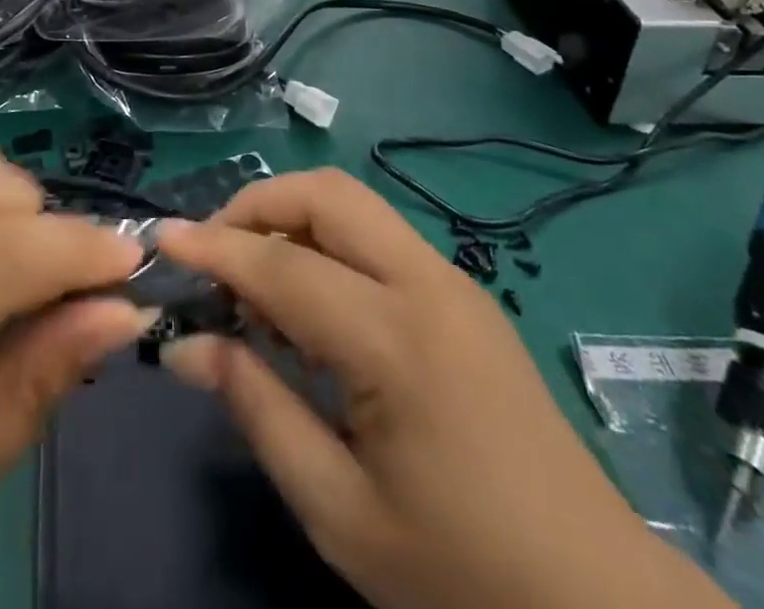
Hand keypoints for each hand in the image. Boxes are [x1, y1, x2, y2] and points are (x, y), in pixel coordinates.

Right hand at [158, 171, 730, 608]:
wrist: (601, 604)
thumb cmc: (462, 573)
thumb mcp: (340, 512)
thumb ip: (258, 410)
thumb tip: (187, 346)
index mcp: (397, 339)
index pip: (283, 267)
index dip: (215, 249)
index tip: (162, 240)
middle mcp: (427, 283)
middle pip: (327, 194)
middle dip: (258, 205)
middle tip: (213, 255)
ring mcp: (453, 281)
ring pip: (354, 204)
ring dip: (292, 219)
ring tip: (253, 281)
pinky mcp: (464, 294)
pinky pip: (378, 237)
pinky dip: (327, 243)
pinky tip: (309, 303)